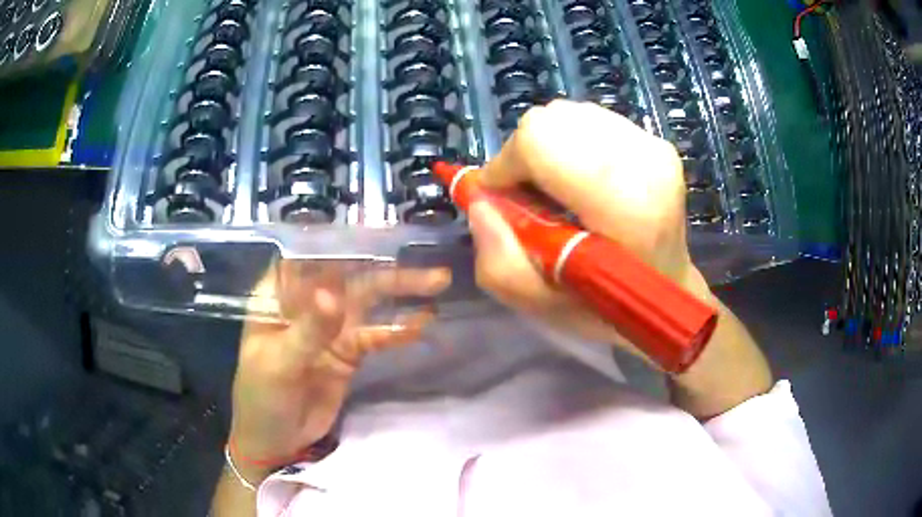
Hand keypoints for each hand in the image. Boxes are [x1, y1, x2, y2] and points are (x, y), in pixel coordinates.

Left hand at [228, 261, 451, 476]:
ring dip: (400, 292)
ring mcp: (330, 328)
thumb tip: (334, 296)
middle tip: (422, 262)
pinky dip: (398, 329)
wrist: (275, 441)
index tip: (377, 229)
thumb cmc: (260, 397)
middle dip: (384, 268)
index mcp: (277, 296)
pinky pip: (376, 336)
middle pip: (347, 275)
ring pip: (367, 302)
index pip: (308, 256)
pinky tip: (423, 323)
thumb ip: (308, 331)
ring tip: (436, 282)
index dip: (340, 239)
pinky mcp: (348, 353)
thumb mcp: (278, 364)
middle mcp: (306, 304)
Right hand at [468, 100, 771, 416]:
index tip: (502, 200)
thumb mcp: (545, 309)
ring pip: (567, 115)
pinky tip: (582, 178)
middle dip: (523, 156)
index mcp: (627, 205)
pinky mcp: (656, 140)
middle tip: (529, 197)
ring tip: (558, 189)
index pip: (541, 142)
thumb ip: (501, 264)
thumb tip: (479, 204)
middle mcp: (646, 162)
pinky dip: (571, 143)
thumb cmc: (611, 307)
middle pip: (551, 121)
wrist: (670, 290)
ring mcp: (654, 146)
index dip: (506, 165)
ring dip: (547, 149)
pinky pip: (589, 120)